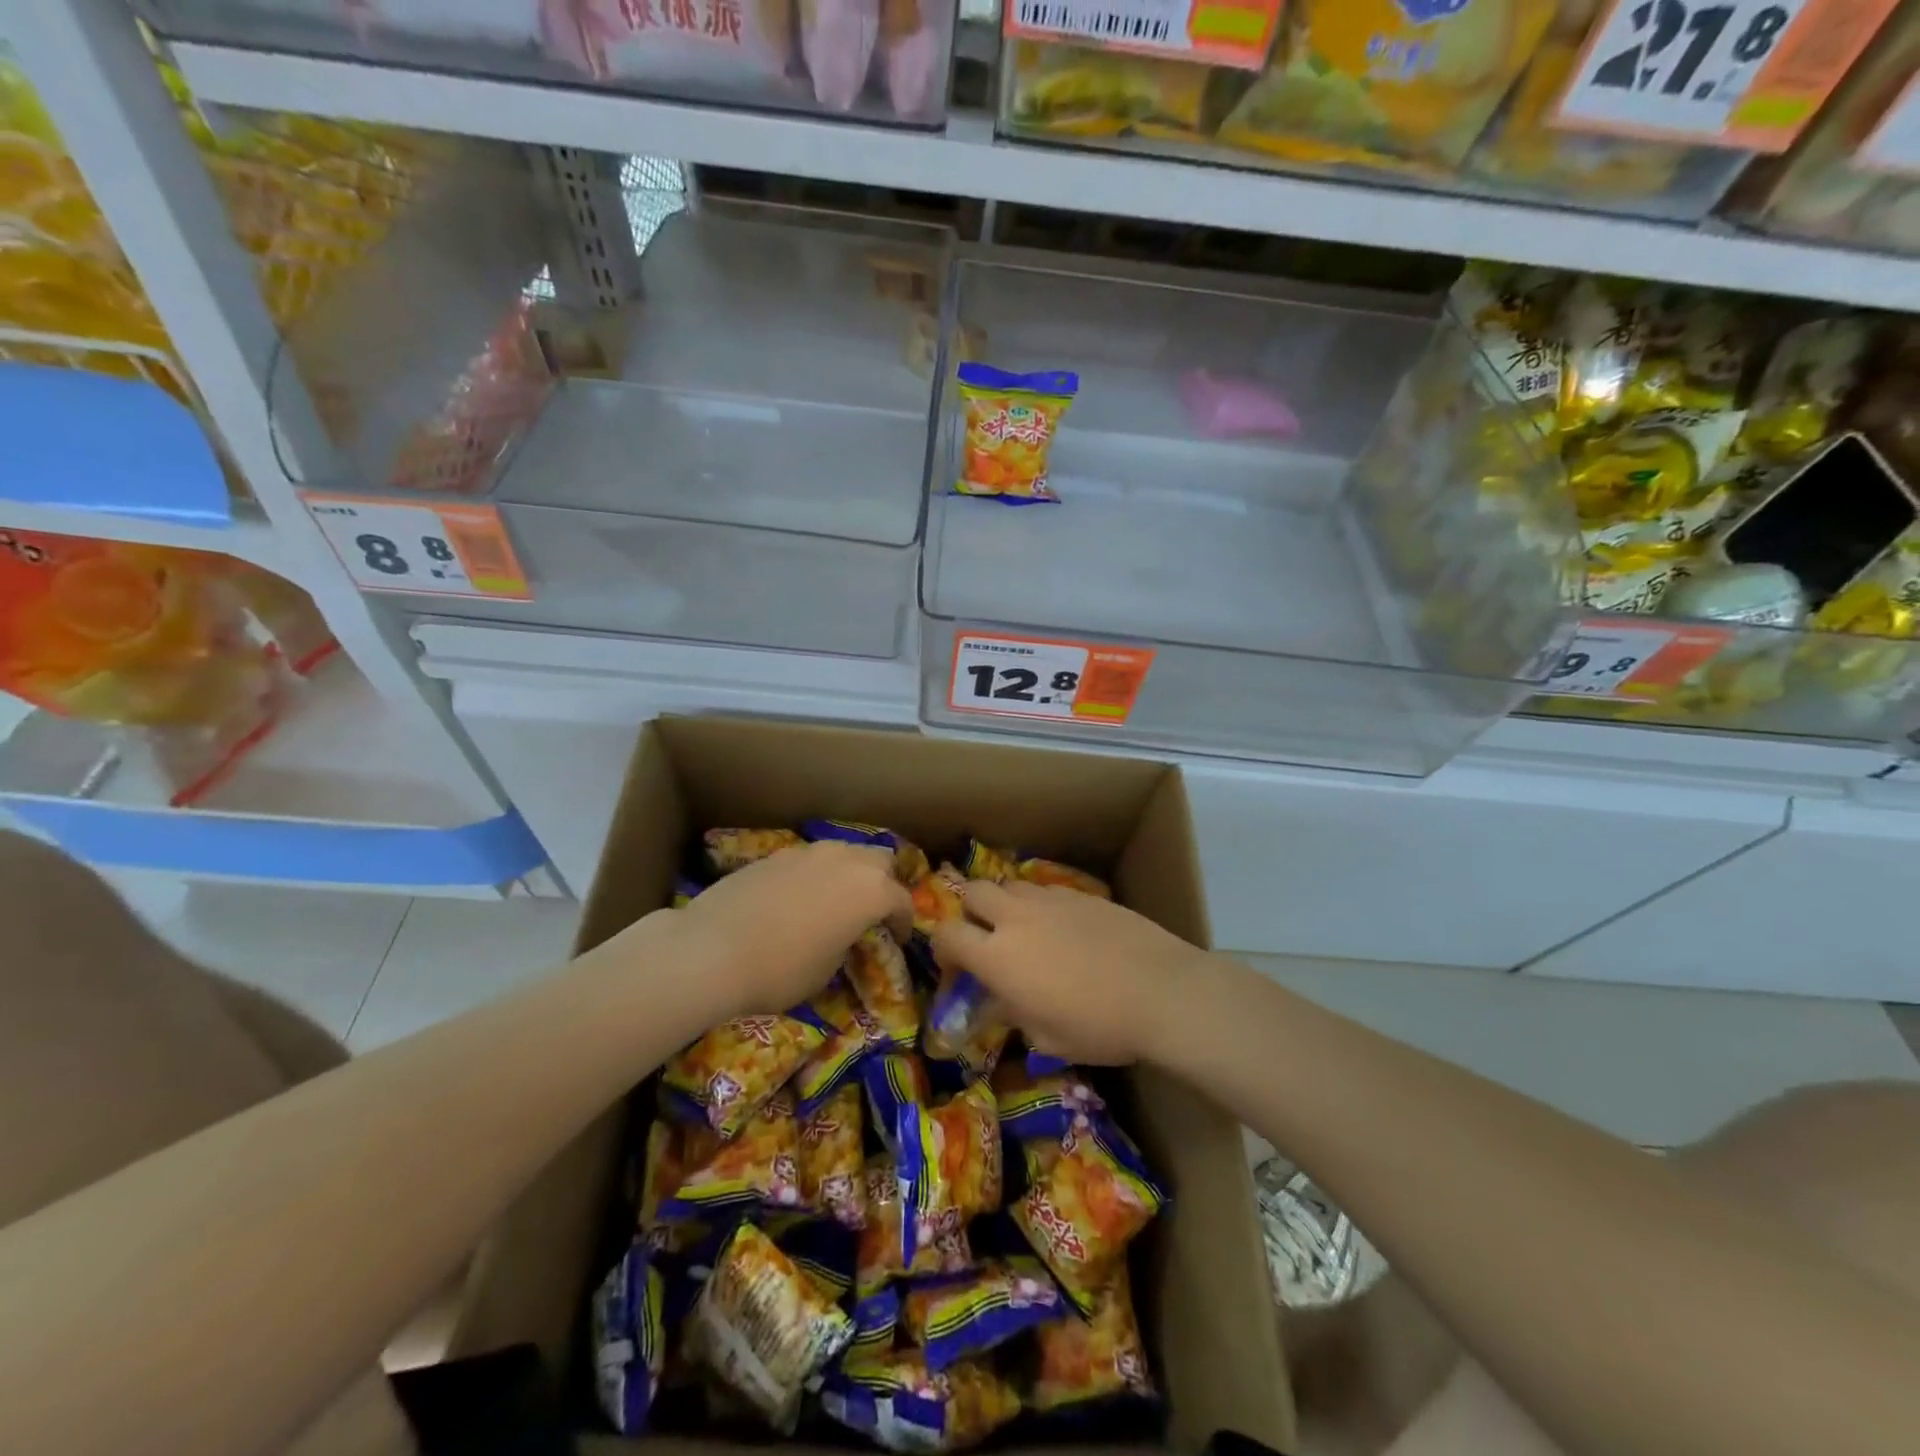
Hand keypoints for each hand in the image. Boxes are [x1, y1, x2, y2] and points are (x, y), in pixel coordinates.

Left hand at [674, 842, 912, 1018]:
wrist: (711, 950)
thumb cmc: (780, 970)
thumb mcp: (826, 971)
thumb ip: (845, 944)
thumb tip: (840, 936)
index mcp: (871, 891)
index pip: (902, 901)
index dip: (904, 923)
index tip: (898, 939)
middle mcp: (846, 861)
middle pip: (880, 861)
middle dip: (883, 884)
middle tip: (871, 912)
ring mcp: (809, 853)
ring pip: (845, 853)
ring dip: (850, 874)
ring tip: (836, 901)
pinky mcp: (776, 854)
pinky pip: (811, 860)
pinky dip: (816, 875)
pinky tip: (799, 899)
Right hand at [929, 879, 1207, 1064]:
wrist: (1161, 992)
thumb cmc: (1099, 1026)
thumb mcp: (1045, 1037)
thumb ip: (1012, 1012)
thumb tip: (999, 1001)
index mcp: (998, 956)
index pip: (946, 934)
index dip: (942, 949)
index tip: (956, 969)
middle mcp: (1017, 918)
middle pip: (973, 891)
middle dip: (970, 912)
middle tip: (988, 940)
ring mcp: (1051, 900)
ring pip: (1012, 886)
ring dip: (1007, 905)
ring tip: (1027, 933)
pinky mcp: (1082, 894)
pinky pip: (1047, 891)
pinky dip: (1043, 907)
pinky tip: (1066, 932)